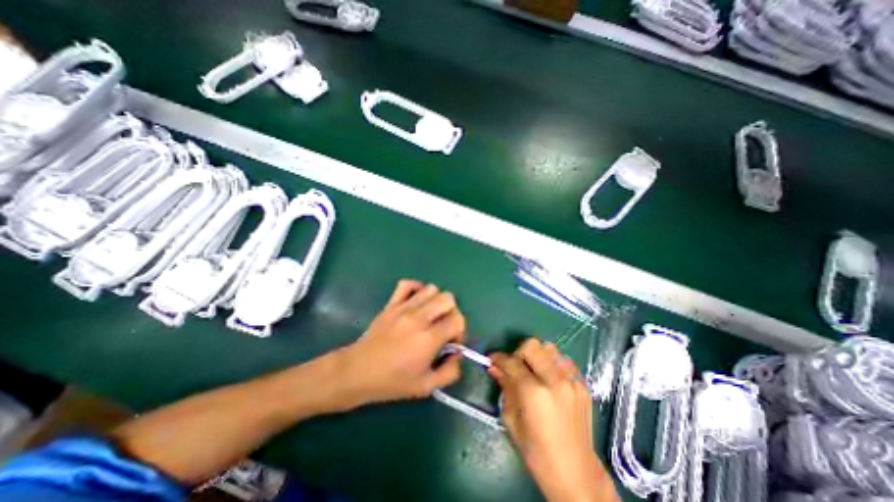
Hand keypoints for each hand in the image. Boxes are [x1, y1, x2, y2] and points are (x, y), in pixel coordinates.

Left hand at [331, 281, 464, 409]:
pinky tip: (416, 302)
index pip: (457, 319)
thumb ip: (450, 372)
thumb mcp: (425, 387)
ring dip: (436, 301)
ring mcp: (403, 308)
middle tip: (442, 327)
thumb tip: (458, 354)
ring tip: (430, 316)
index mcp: (428, 339)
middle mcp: (419, 318)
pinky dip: (416, 288)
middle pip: (448, 298)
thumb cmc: (392, 382)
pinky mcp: (391, 304)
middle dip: (451, 312)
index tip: (451, 342)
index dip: (460, 330)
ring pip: (431, 289)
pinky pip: (407, 284)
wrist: (358, 372)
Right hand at [488, 338, 615, 501]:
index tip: (492, 359)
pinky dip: (553, 364)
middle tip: (515, 367)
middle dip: (518, 353)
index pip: (512, 362)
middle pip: (532, 346)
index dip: (499, 358)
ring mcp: (572, 381)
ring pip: (550, 348)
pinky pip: (564, 361)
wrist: (577, 473)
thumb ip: (504, 388)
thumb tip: (494, 367)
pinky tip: (549, 379)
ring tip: (533, 372)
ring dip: (537, 356)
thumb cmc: (537, 453)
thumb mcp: (512, 420)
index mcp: (535, 393)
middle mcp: (555, 381)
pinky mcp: (583, 385)